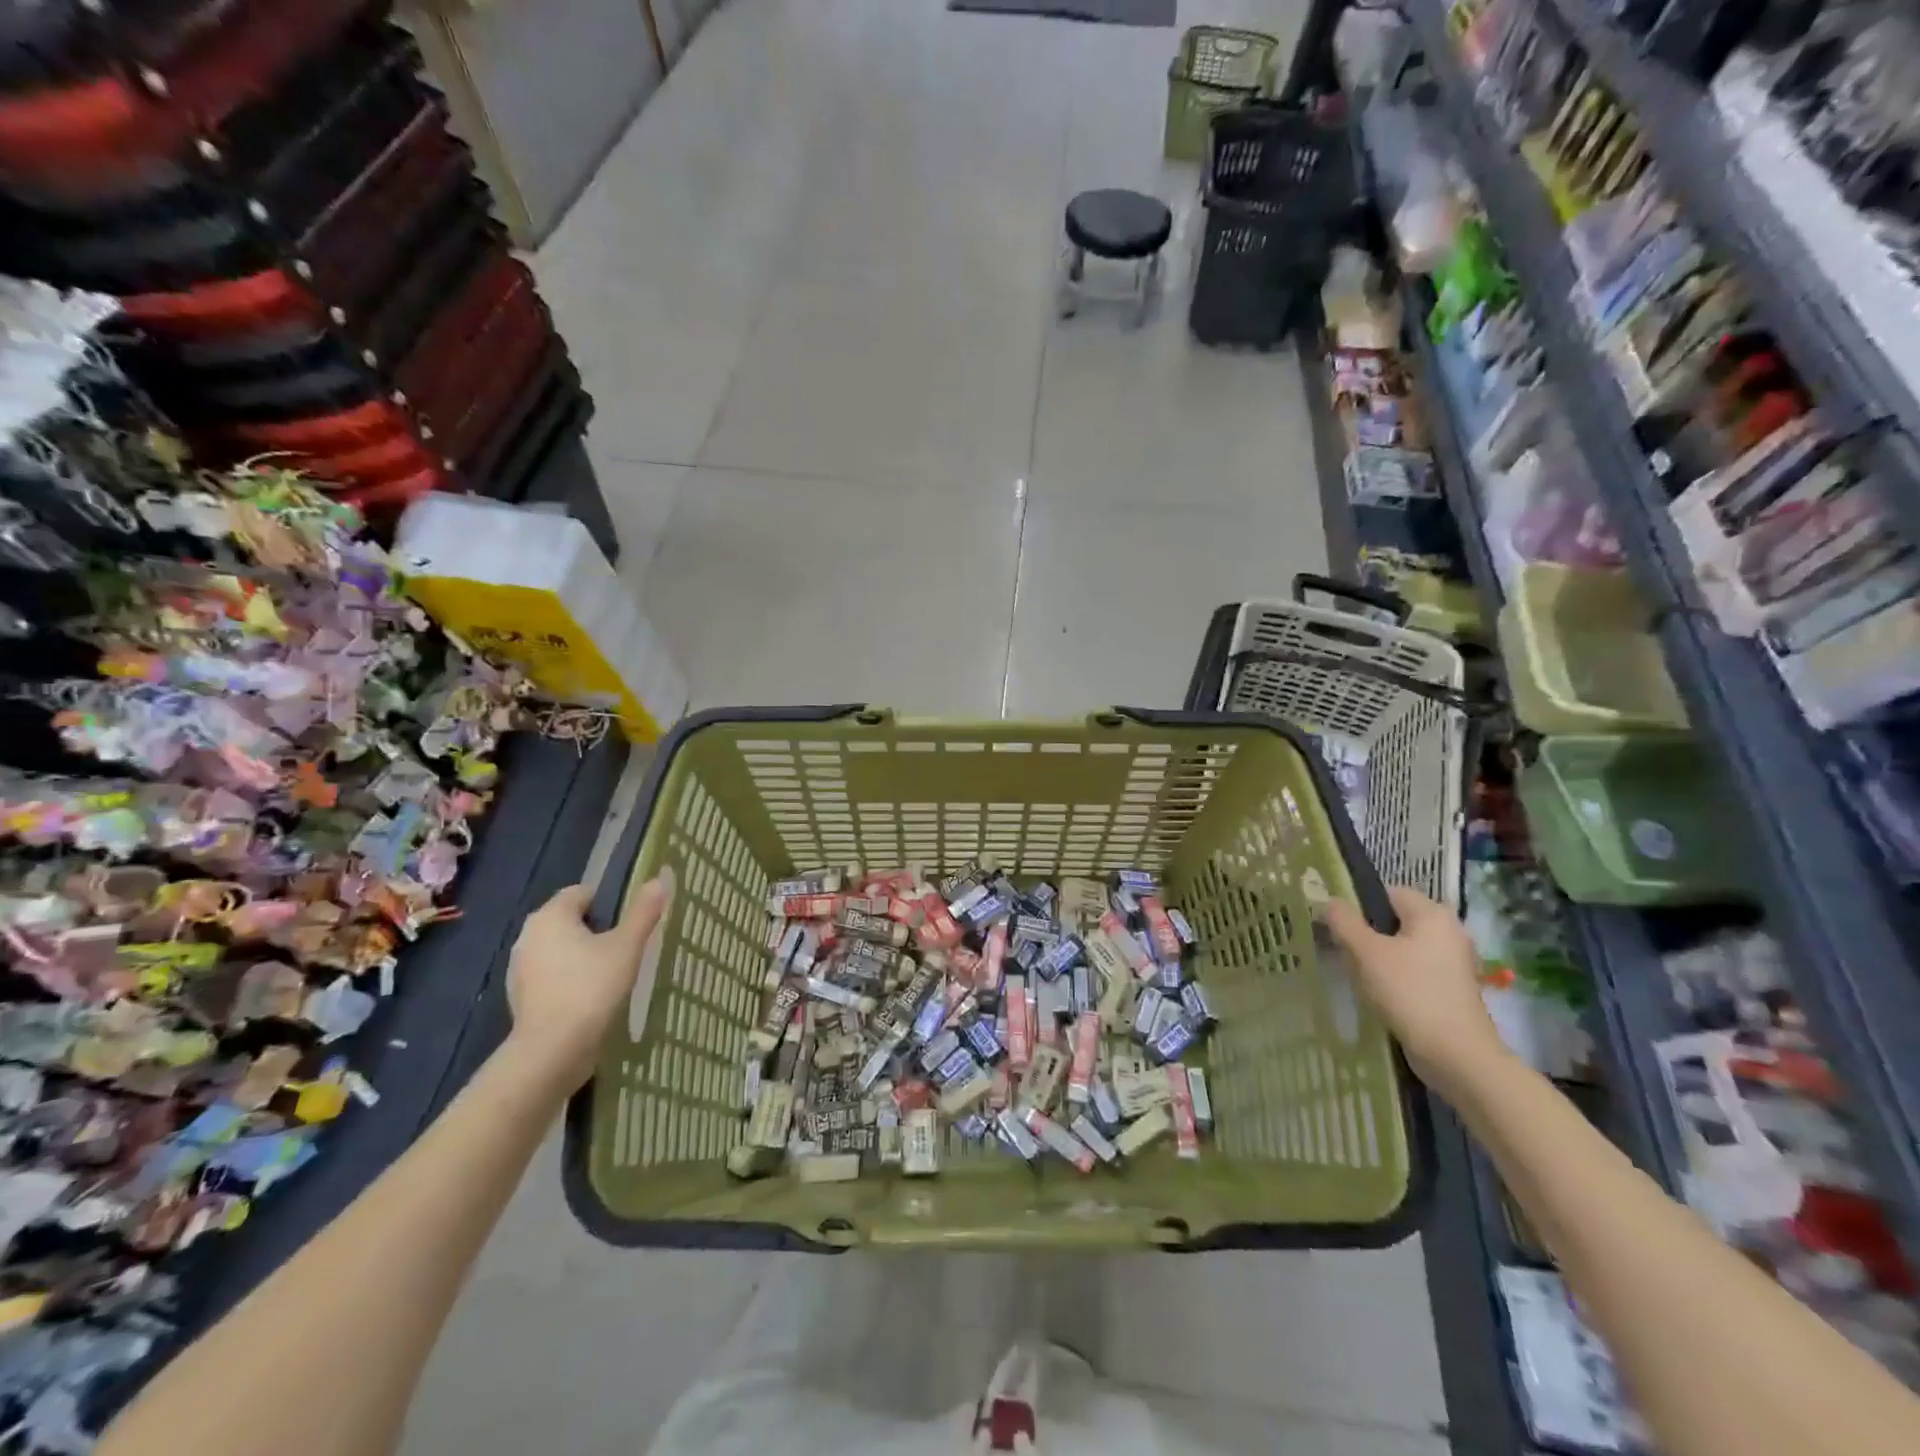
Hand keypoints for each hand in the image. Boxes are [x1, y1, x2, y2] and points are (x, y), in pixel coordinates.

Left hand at [505, 876, 670, 1086]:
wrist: (552, 1051)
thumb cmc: (591, 988)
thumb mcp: (627, 946)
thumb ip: (643, 912)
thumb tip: (659, 879)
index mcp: (551, 916)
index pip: (583, 892)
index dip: (611, 902)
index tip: (632, 923)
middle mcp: (528, 935)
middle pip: (571, 920)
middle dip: (598, 930)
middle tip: (628, 947)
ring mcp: (520, 968)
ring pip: (561, 949)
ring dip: (583, 956)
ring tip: (613, 974)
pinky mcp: (521, 996)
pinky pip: (552, 975)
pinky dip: (570, 979)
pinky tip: (591, 997)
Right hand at [1323, 886, 1507, 1086]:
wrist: (1456, 1055)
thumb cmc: (1410, 993)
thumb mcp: (1366, 952)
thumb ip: (1344, 921)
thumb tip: (1330, 901)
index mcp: (1433, 915)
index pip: (1388, 893)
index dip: (1360, 905)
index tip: (1338, 927)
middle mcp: (1449, 932)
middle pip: (1395, 921)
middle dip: (1367, 935)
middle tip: (1344, 952)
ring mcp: (1453, 963)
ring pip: (1403, 948)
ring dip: (1379, 959)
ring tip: (1359, 976)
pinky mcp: (1451, 989)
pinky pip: (1414, 971)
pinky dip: (1396, 978)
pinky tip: (1380, 995)